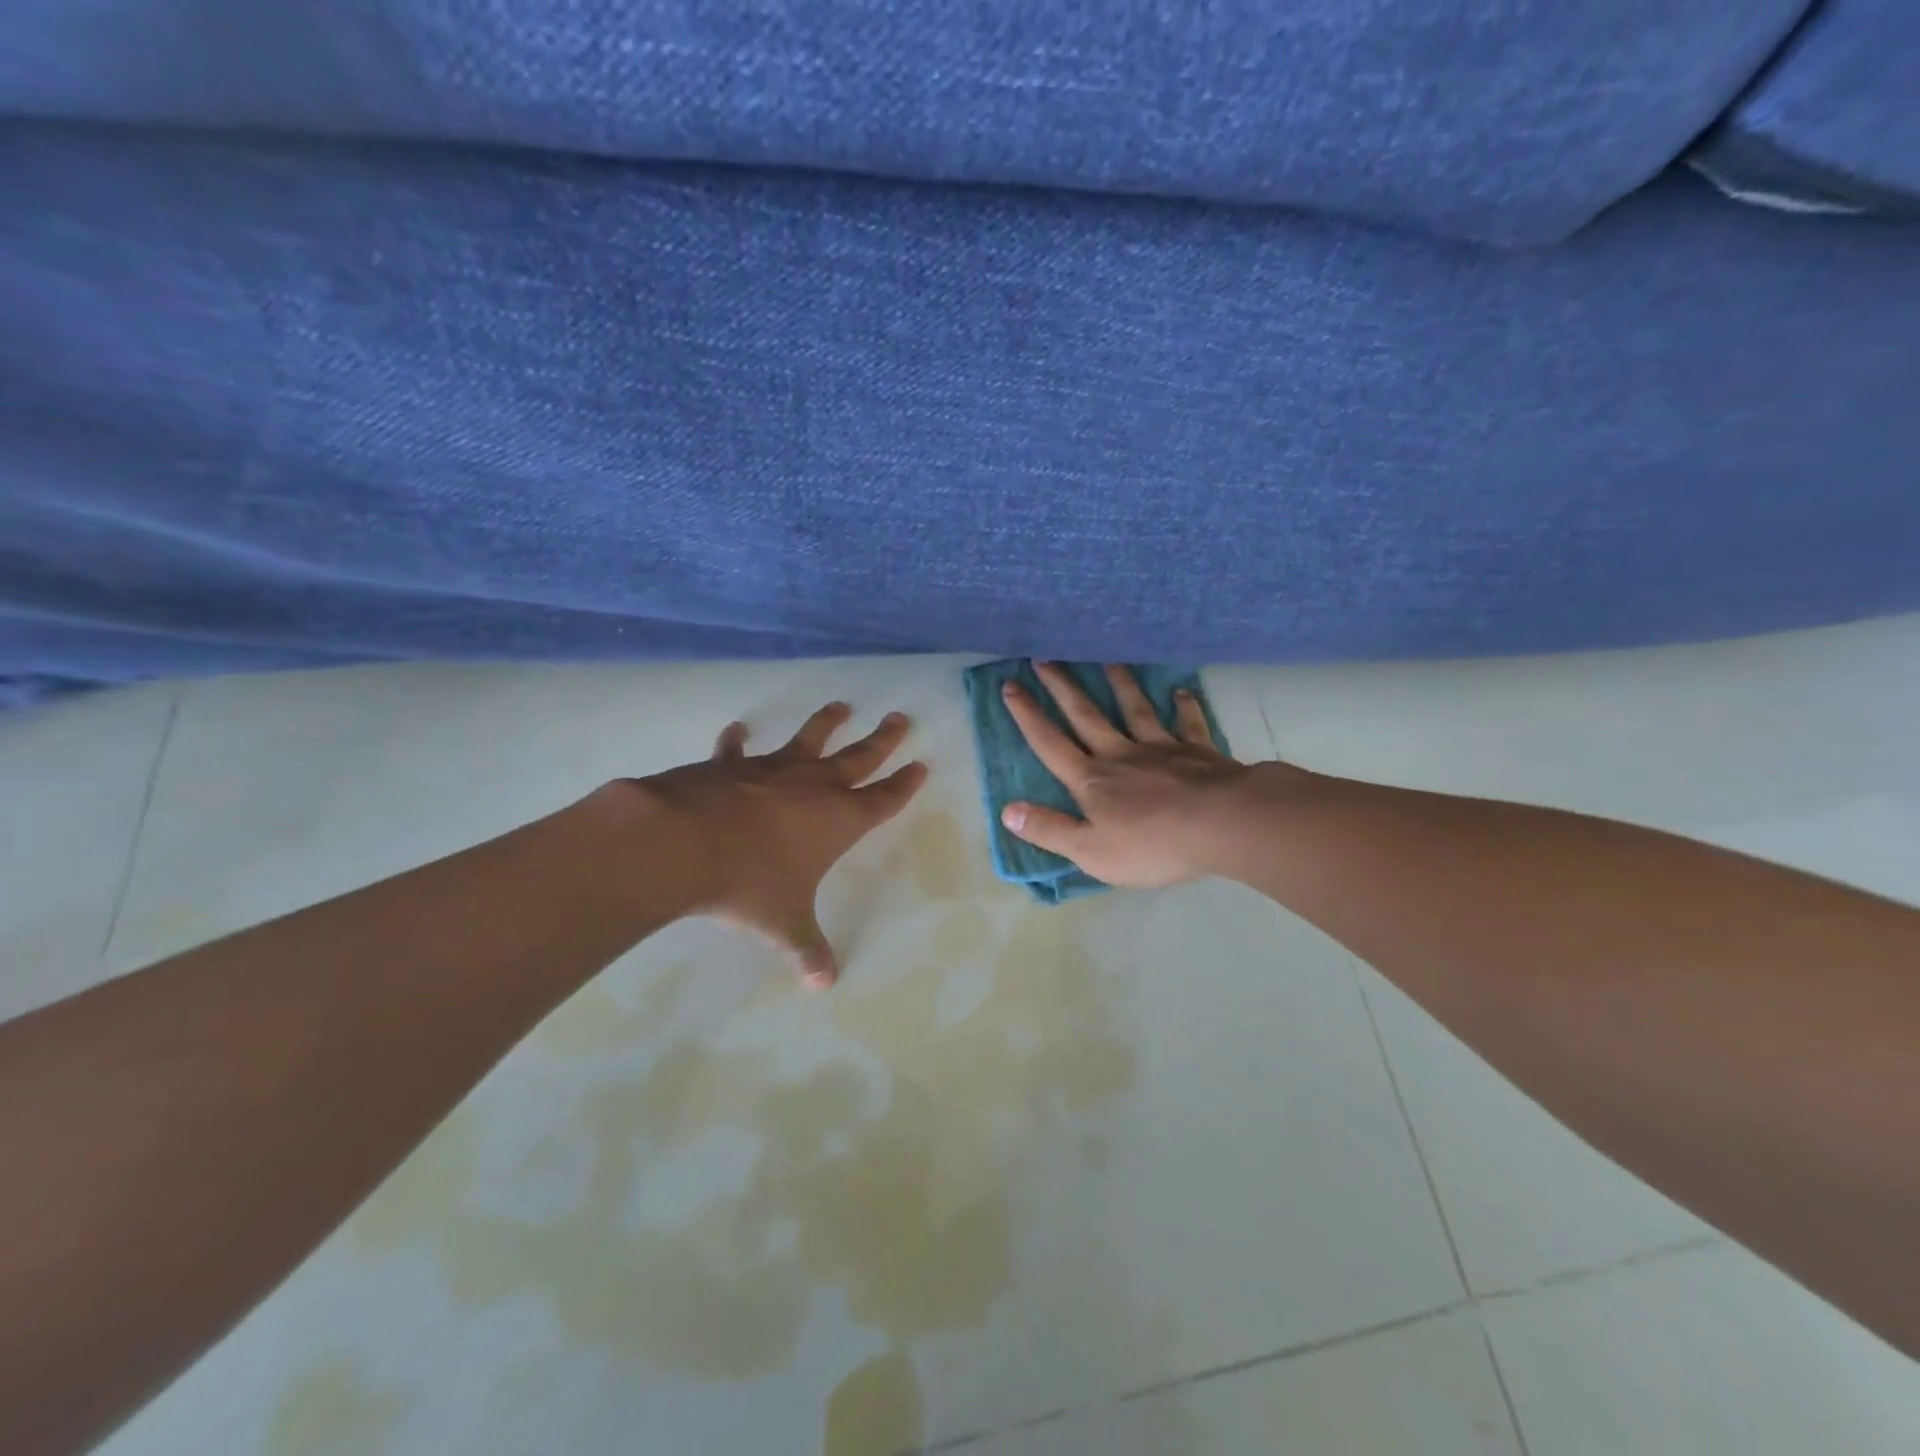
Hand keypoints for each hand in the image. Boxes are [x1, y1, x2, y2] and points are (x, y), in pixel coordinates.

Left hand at [617, 703, 926, 986]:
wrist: (684, 844)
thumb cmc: (749, 883)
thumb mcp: (783, 923)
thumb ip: (806, 949)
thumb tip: (824, 983)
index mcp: (838, 820)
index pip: (883, 799)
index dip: (904, 784)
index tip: (921, 765)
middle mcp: (813, 787)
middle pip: (859, 757)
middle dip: (883, 740)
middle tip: (900, 718)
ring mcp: (772, 770)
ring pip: (809, 740)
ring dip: (826, 723)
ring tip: (841, 706)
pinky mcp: (731, 766)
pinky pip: (737, 750)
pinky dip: (737, 741)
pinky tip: (738, 729)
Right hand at [1000, 663, 1261, 888]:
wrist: (1220, 824)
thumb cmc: (1151, 844)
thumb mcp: (1090, 851)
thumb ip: (1049, 830)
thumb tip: (1007, 810)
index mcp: (1091, 780)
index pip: (1050, 744)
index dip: (1028, 716)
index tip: (1011, 685)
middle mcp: (1120, 754)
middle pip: (1086, 715)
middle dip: (1061, 687)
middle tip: (1044, 657)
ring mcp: (1160, 748)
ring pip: (1134, 709)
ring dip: (1119, 683)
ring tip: (1106, 658)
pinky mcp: (1197, 751)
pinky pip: (1187, 724)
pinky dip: (1183, 706)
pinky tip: (1180, 692)